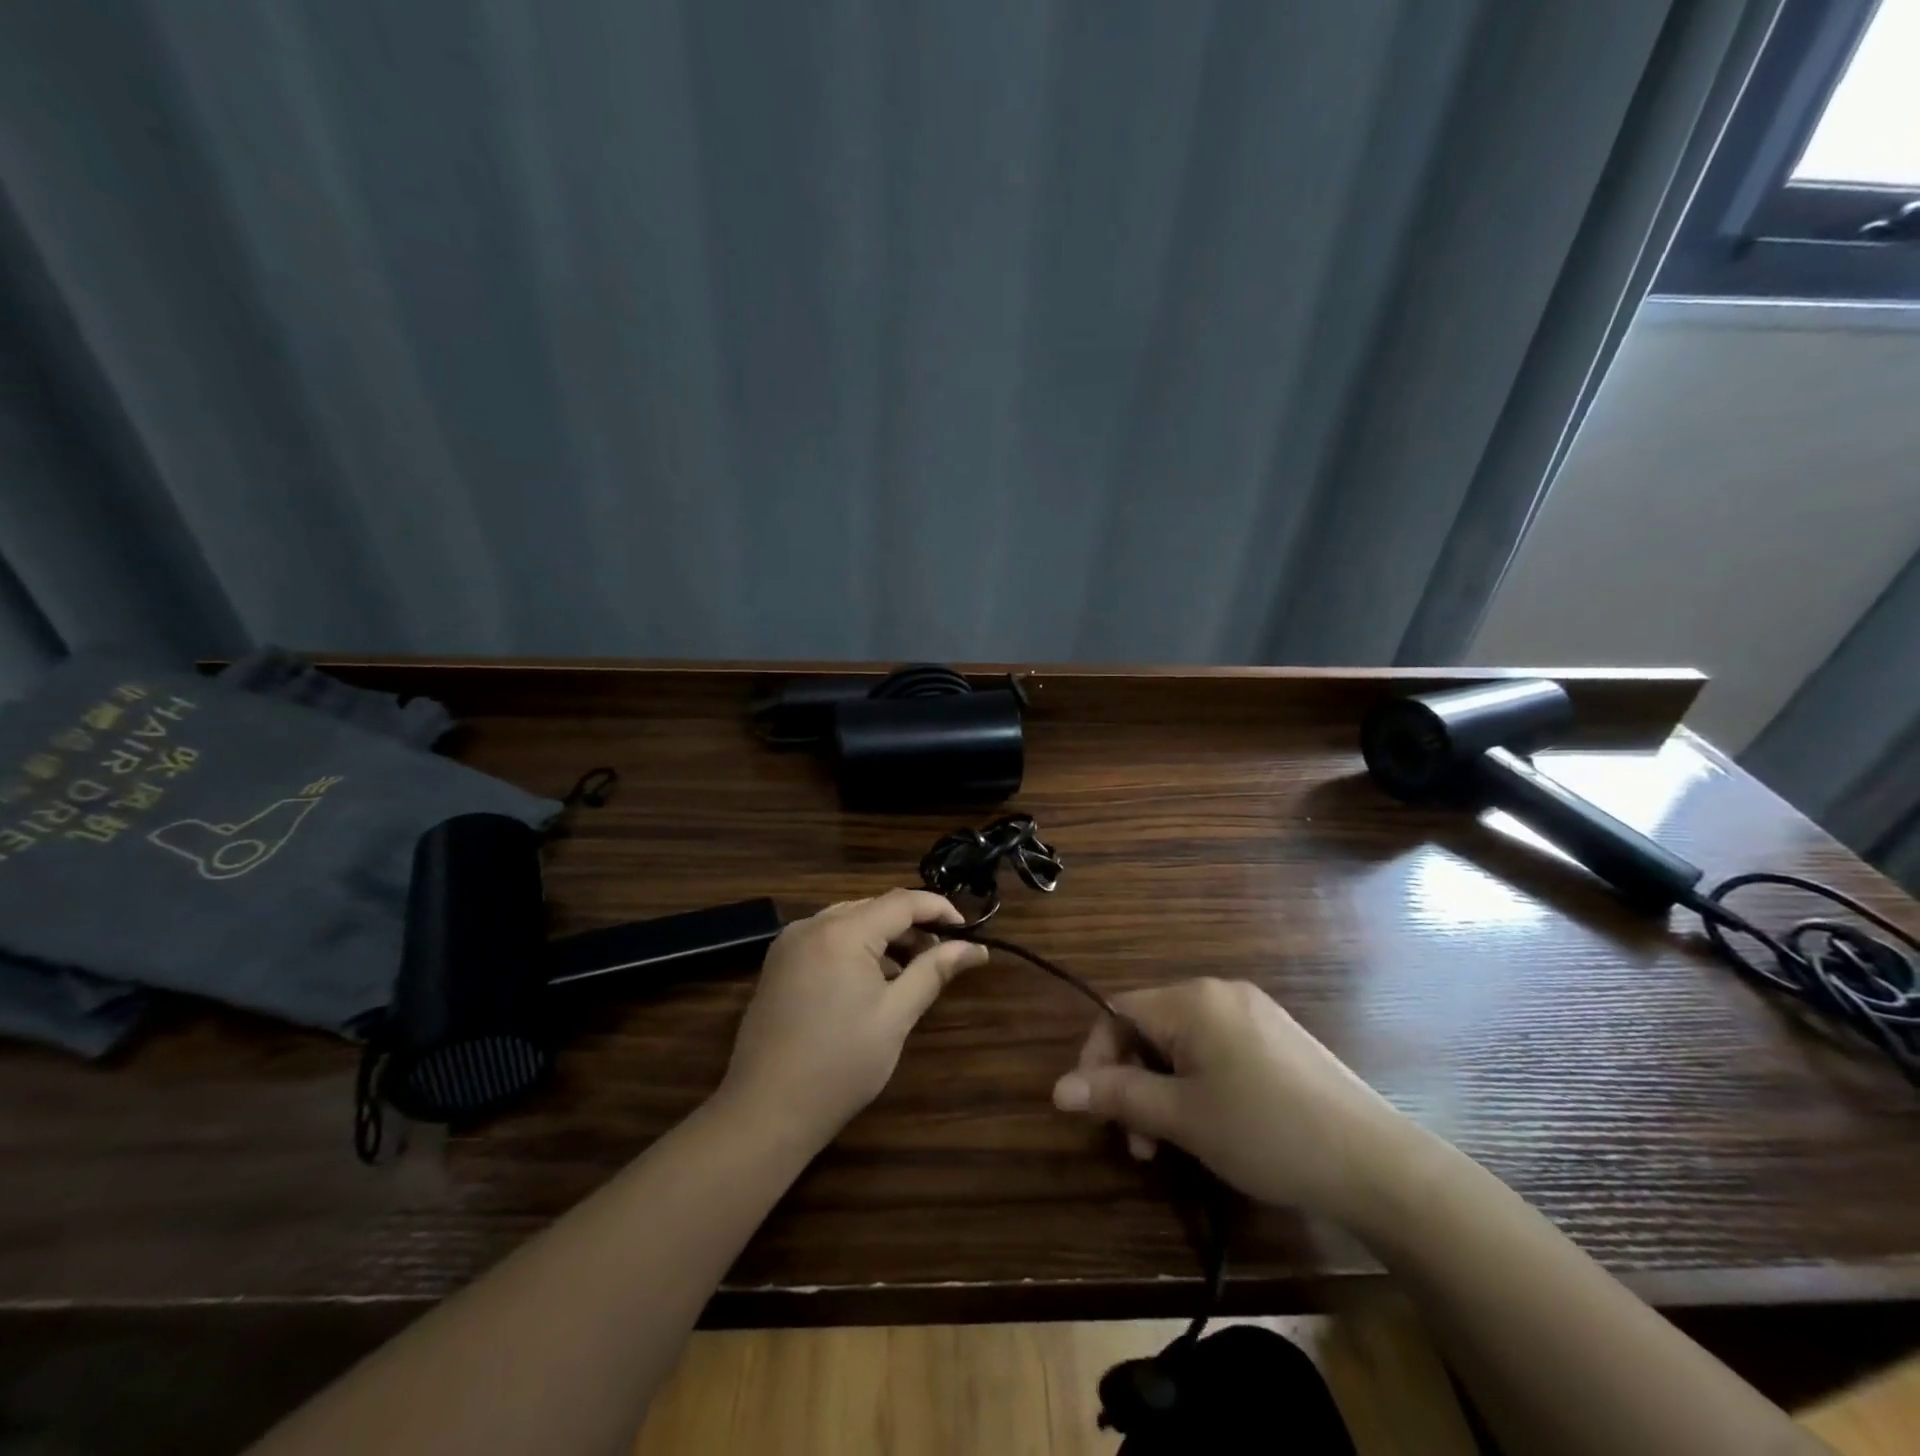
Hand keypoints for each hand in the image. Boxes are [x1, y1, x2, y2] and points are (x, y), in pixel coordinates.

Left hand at [718, 889, 987, 1144]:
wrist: (766, 1111)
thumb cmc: (840, 1064)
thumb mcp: (895, 1015)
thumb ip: (934, 971)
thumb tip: (975, 948)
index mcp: (841, 932)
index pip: (901, 902)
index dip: (939, 909)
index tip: (968, 930)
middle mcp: (811, 925)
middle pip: (874, 907)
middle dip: (913, 925)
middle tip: (945, 953)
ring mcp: (789, 943)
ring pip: (850, 921)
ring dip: (885, 937)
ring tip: (914, 968)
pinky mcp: (779, 964)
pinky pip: (827, 938)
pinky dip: (856, 948)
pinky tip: (874, 979)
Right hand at [1051, 978, 1417, 1222]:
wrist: (1375, 1162)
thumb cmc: (1266, 1133)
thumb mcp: (1183, 1118)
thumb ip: (1118, 1096)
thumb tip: (1057, 1088)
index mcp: (1192, 999)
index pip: (1118, 1012)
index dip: (1097, 1058)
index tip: (1096, 1111)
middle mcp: (1219, 992)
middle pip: (1150, 1026)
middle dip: (1133, 1080)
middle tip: (1139, 1143)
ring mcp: (1253, 1012)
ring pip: (1183, 1041)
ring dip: (1163, 1087)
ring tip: (1171, 1144)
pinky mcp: (1277, 1037)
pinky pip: (1217, 1048)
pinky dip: (1198, 1081)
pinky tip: (1213, 1123)